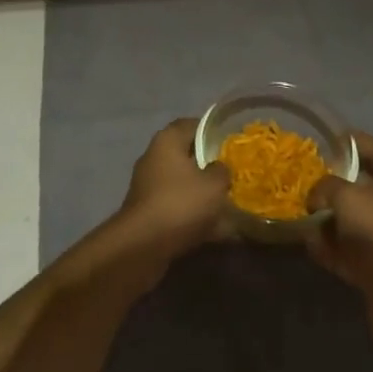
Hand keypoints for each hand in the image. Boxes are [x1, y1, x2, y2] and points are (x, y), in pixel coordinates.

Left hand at [118, 118, 232, 256]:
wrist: (142, 246)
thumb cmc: (180, 203)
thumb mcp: (214, 184)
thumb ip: (222, 171)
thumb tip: (220, 168)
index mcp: (168, 140)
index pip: (192, 125)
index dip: (212, 132)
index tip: (230, 144)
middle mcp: (154, 157)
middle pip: (186, 155)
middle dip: (208, 166)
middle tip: (230, 176)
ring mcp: (147, 185)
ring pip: (181, 183)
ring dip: (200, 193)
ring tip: (225, 206)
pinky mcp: (146, 212)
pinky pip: (174, 206)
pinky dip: (190, 214)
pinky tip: (211, 230)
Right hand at [306, 131, 372, 328]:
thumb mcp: (348, 198)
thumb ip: (328, 187)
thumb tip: (316, 195)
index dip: (360, 142)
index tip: (335, 140)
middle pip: (363, 188)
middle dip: (337, 184)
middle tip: (313, 181)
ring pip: (352, 221)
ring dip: (329, 218)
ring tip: (306, 216)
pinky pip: (347, 249)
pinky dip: (329, 246)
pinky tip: (311, 245)